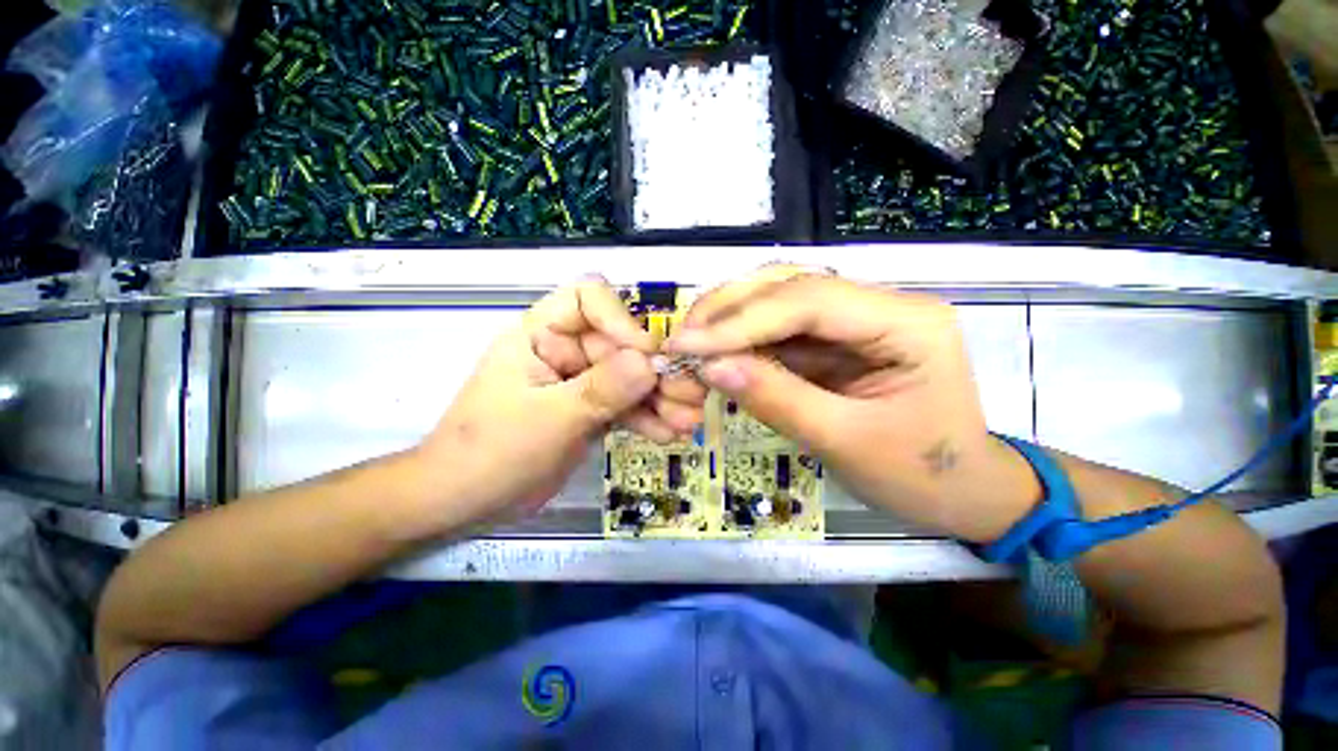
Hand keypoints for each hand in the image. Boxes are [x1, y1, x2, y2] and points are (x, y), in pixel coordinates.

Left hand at [416, 277, 678, 522]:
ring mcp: (581, 381)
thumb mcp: (548, 419)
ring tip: (688, 422)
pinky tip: (670, 434)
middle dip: (657, 371)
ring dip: (661, 398)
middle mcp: (566, 350)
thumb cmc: (491, 452)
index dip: (621, 319)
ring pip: (631, 378)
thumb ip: (600, 390)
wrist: (465, 502)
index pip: (587, 298)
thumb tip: (650, 363)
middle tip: (690, 396)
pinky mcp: (591, 409)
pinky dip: (648, 418)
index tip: (646, 356)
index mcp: (541, 335)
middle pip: (623, 344)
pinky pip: (627, 405)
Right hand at [665, 272, 1040, 542]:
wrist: (963, 493)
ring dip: (730, 319)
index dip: (740, 321)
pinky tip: (717, 352)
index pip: (807, 301)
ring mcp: (857, 318)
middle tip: (681, 339)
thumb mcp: (845, 441)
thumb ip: (777, 399)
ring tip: (691, 344)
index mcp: (906, 321)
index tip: (687, 345)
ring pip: (780, 299)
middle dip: (728, 310)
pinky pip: (781, 329)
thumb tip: (711, 368)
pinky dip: (744, 339)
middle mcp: (881, 304)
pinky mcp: (837, 339)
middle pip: (790, 285)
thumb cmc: (921, 475)